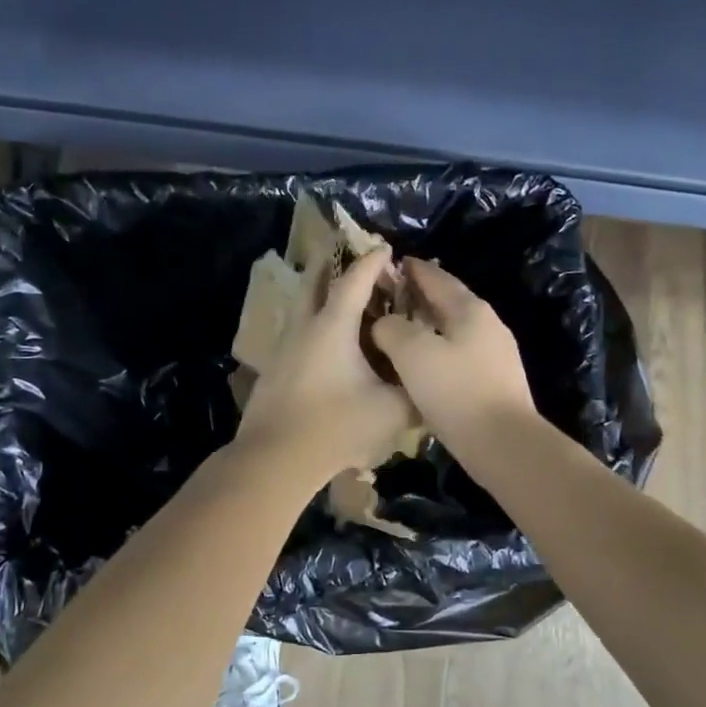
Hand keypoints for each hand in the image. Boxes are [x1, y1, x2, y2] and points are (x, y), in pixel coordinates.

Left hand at [235, 245, 417, 485]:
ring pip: (300, 309)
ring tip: (338, 299)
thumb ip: (415, 394)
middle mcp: (304, 328)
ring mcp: (283, 349)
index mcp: (333, 327)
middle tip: (345, 255)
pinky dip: (312, 325)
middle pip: (314, 284)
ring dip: (318, 296)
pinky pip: (296, 334)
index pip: (354, 281)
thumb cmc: (336, 426)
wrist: (276, 458)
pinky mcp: (273, 371)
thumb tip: (431, 387)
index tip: (385, 248)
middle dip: (331, 265)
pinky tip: (324, 346)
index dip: (371, 262)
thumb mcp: (391, 412)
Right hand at [371, 259, 536, 455]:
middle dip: (419, 298)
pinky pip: (459, 356)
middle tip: (388, 299)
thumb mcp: (412, 352)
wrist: (503, 443)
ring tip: (399, 332)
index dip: (412, 269)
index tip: (390, 264)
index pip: (437, 277)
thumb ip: (391, 328)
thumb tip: (384, 323)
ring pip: (454, 330)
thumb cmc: (456, 391)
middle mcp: (488, 325)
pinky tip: (421, 367)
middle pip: (448, 302)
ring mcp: (496, 355)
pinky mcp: (495, 382)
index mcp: (470, 309)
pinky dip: (437, 352)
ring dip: (428, 327)